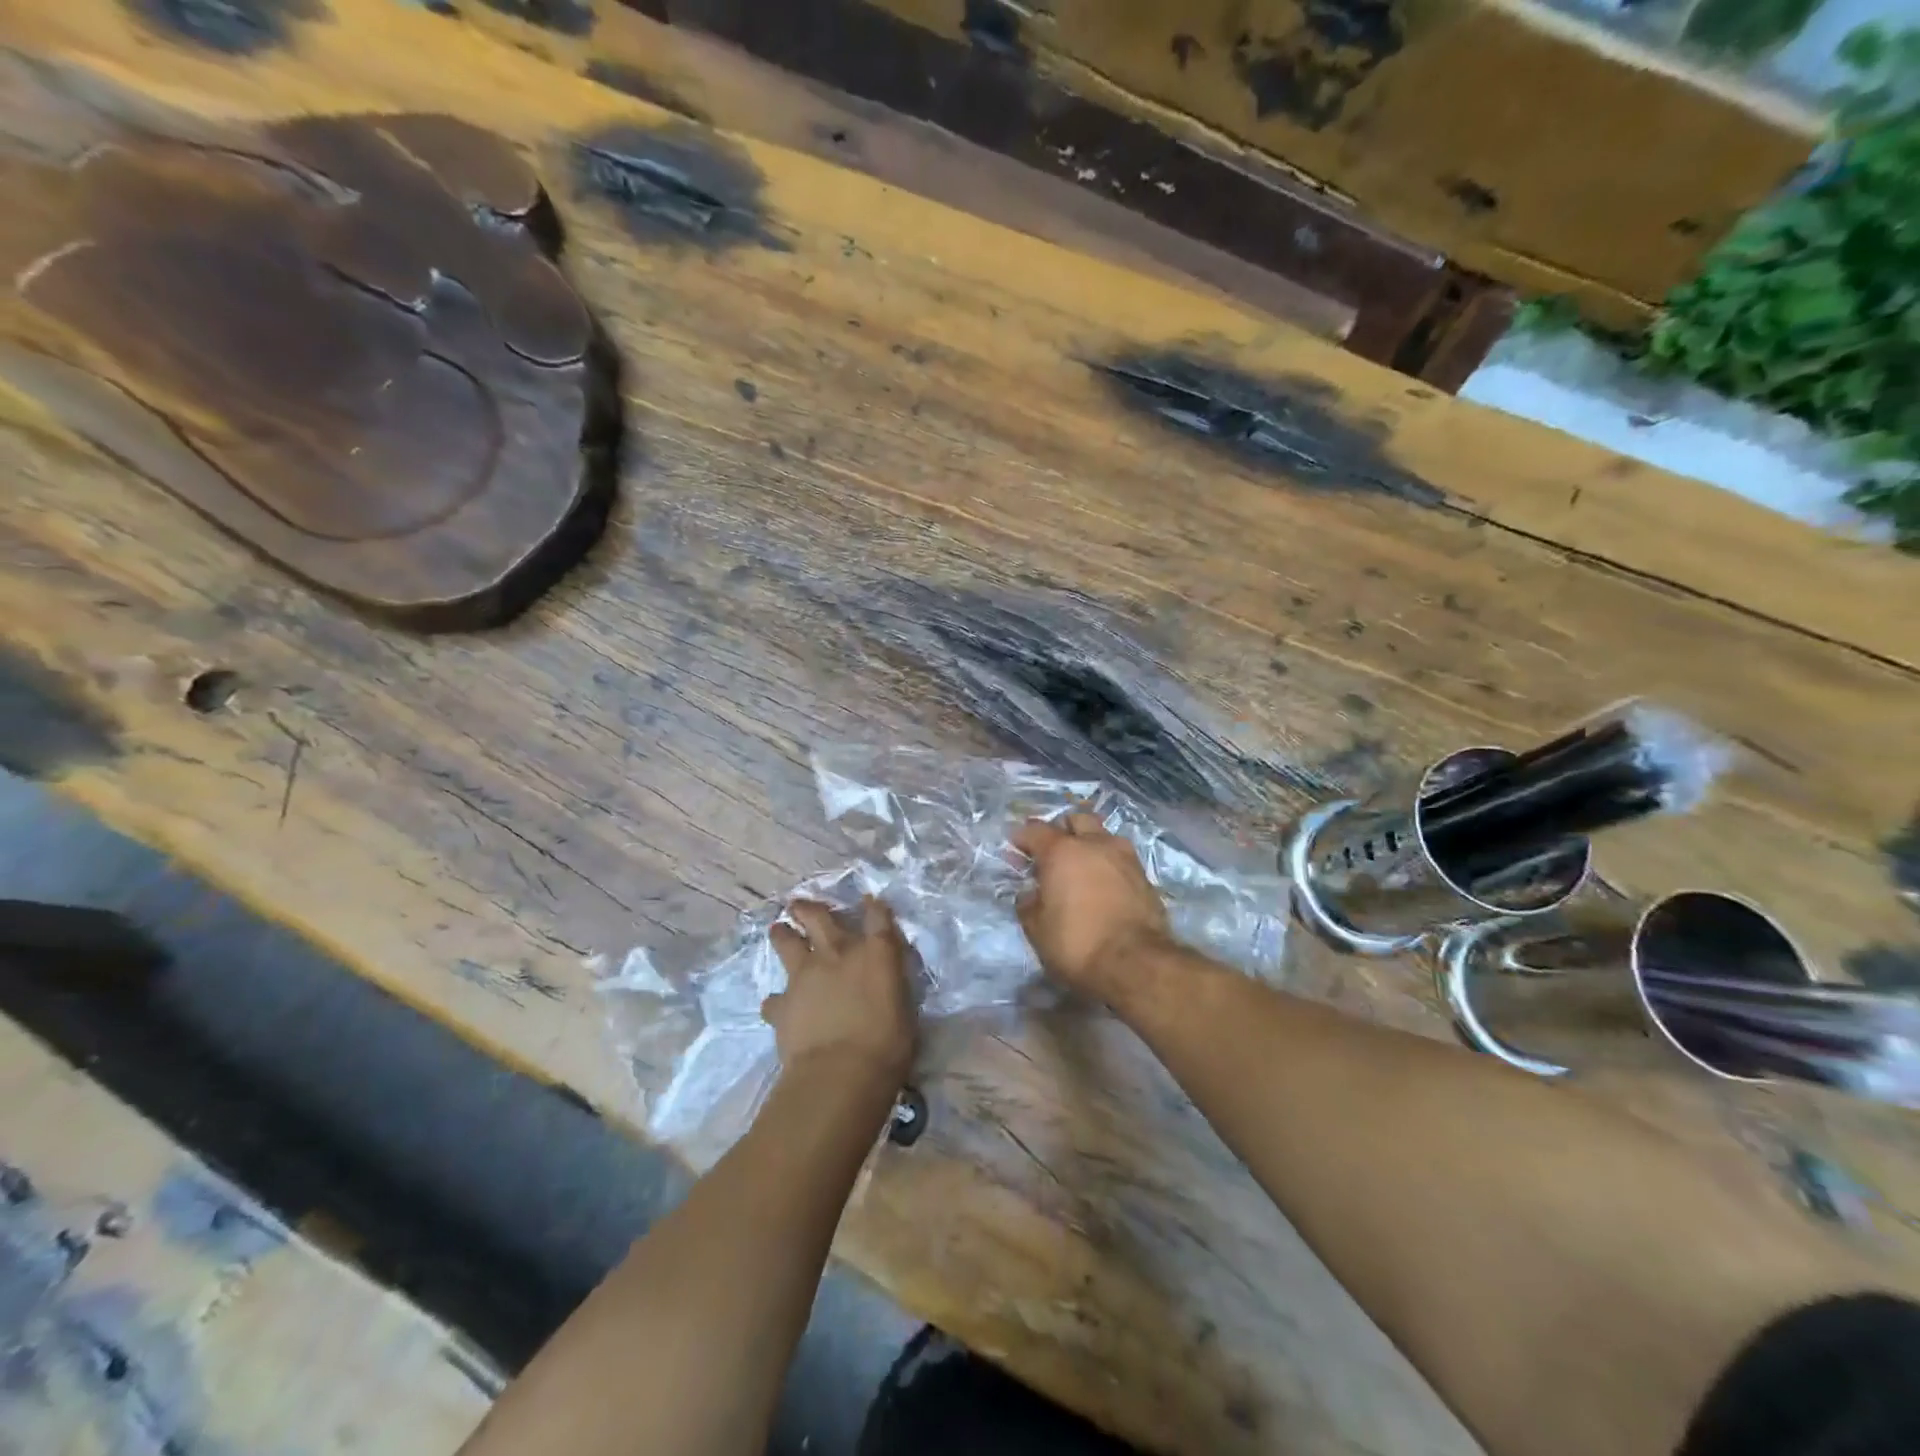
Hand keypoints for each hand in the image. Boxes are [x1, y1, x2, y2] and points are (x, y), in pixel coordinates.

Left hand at [766, 898, 914, 1085]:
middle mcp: (837, 953)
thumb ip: (891, 987)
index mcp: (875, 953)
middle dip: (808, 908)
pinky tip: (779, 1008)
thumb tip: (886, 984)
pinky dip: (777, 1002)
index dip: (874, 906)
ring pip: (785, 942)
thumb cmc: (887, 1046)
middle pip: (817, 915)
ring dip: (782, 935)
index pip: (877, 916)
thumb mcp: (904, 1010)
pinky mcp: (782, 1004)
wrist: (839, 1074)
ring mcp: (805, 976)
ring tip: (779, 932)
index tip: (870, 901)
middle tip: (799, 905)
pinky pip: (773, 998)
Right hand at [1012, 813, 1170, 1002]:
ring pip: (1103, 835)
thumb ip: (1028, 904)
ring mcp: (1124, 857)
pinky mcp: (1145, 876)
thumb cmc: (1077, 943)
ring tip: (1080, 866)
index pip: (1035, 830)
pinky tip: (1102, 884)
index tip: (1014, 848)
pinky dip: (1107, 864)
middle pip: (1076, 819)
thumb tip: (1030, 893)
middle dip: (1061, 829)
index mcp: (1061, 851)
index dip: (1021, 837)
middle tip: (1051, 851)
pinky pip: (1120, 858)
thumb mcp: (1037, 929)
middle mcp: (1094, 844)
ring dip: (1089, 843)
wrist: (1136, 964)